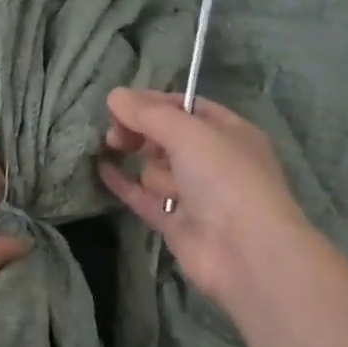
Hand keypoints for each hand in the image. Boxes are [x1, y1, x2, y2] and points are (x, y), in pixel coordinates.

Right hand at [98, 87, 316, 312]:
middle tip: (116, 135)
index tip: (119, 104)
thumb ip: (148, 114)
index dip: (152, 103)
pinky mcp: (175, 222)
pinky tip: (102, 169)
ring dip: (154, 173)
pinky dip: (124, 183)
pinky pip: (143, 196)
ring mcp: (195, 193)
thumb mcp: (189, 133)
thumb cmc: (225, 178)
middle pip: (166, 137)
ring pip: (156, 169)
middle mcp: (214, 160)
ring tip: (168, 189)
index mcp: (229, 131)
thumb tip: (114, 95)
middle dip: (142, 133)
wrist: (245, 252)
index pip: (185, 106)